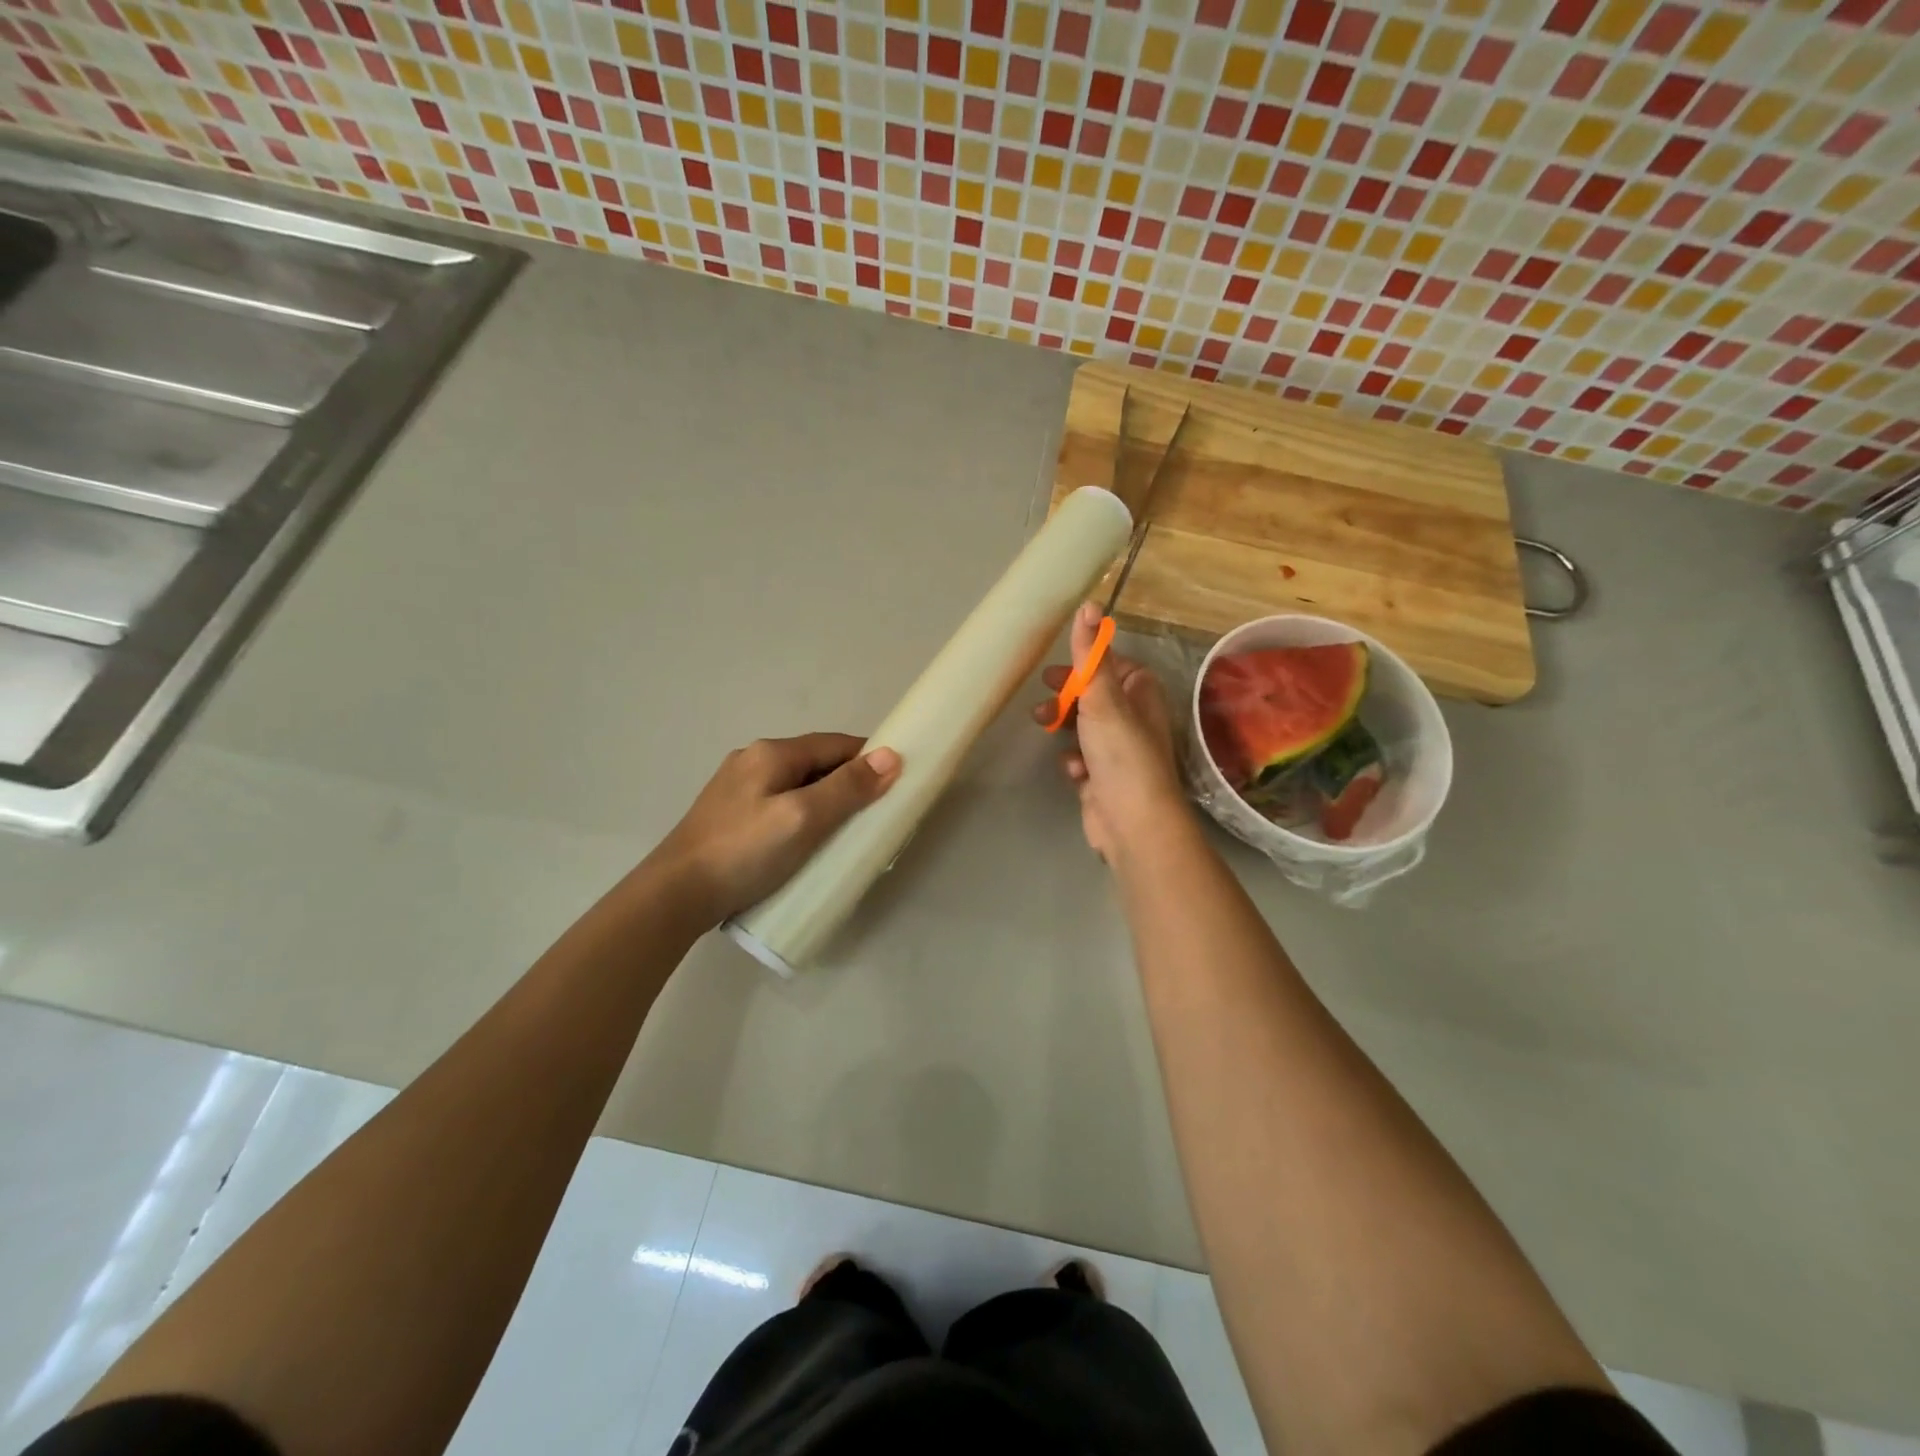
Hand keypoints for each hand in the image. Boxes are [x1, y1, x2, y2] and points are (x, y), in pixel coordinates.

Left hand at [651, 734, 901, 925]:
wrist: (674, 895)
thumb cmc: (744, 853)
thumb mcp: (803, 818)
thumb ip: (848, 788)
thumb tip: (892, 756)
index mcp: (771, 753)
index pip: (835, 744)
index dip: (869, 759)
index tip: (896, 783)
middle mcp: (752, 760)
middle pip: (816, 763)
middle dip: (848, 782)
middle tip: (875, 815)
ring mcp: (737, 788)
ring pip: (797, 785)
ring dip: (826, 800)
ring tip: (846, 832)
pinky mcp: (730, 816)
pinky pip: (780, 804)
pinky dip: (803, 815)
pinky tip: (807, 841)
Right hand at [1033, 602, 1189, 861]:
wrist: (1131, 821)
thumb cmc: (1121, 752)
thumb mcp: (1103, 696)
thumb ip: (1092, 653)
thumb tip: (1090, 603)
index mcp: (1143, 695)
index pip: (1115, 668)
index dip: (1086, 666)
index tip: (1058, 670)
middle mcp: (1135, 721)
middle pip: (1095, 697)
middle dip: (1067, 698)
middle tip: (1042, 700)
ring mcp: (1119, 753)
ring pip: (1085, 729)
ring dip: (1065, 728)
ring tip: (1044, 728)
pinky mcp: (1104, 780)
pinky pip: (1082, 760)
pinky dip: (1074, 761)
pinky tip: (1073, 771)